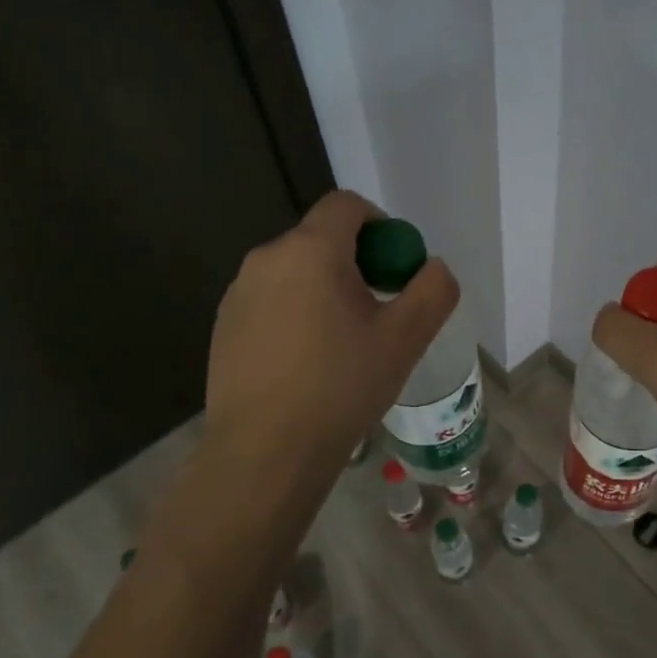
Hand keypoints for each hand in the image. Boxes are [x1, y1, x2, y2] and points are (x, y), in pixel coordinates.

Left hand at [202, 190, 457, 496]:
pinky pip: (270, 300)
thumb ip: (433, 290)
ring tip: (341, 343)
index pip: (347, 205)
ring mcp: (238, 292)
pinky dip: (294, 313)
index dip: (380, 224)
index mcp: (311, 250)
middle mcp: (267, 258)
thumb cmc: (341, 387)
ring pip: (294, 271)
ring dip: (324, 289)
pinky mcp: (223, 325)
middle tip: (377, 311)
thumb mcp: (405, 338)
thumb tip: (433, 268)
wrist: (265, 452)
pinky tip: (305, 363)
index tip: (395, 268)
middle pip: (321, 238)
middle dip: (355, 262)